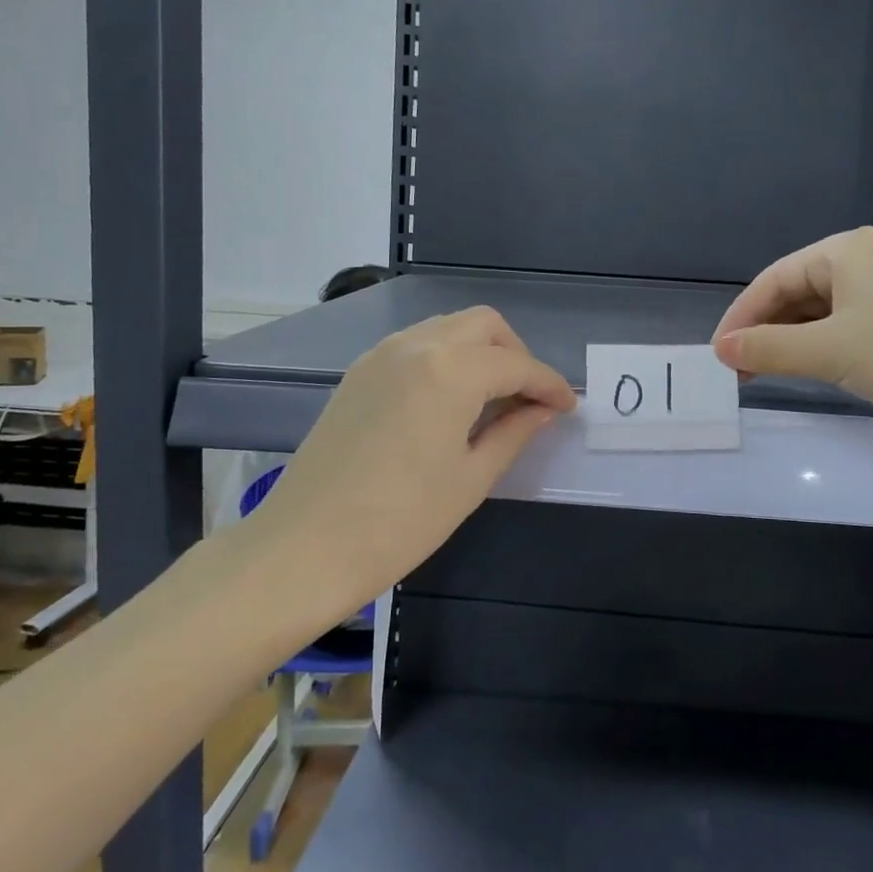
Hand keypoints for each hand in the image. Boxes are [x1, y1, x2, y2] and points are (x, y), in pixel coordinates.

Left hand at [253, 308, 575, 608]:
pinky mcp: (359, 372)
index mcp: (450, 370)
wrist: (305, 547)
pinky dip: (446, 357)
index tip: (568, 406)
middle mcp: (416, 345)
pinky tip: (451, 398)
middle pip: (483, 324)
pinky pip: (417, 344)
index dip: (549, 384)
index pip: (516, 364)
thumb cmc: (401, 521)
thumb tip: (544, 409)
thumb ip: (515, 432)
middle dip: (516, 353)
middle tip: (529, 397)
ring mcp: (381, 354)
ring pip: (448, 328)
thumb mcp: (471, 478)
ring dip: (480, 350)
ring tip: (494, 398)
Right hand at [711, 227, 872, 439]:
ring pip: (817, 312)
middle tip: (737, 370)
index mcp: (843, 250)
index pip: (773, 280)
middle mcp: (861, 260)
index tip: (718, 355)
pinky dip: (817, 347)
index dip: (740, 318)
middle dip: (763, 331)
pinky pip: (842, 326)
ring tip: (762, 374)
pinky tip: (805, 369)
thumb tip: (721, 350)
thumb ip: (769, 349)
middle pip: (793, 293)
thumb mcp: (829, 352)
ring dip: (788, 342)